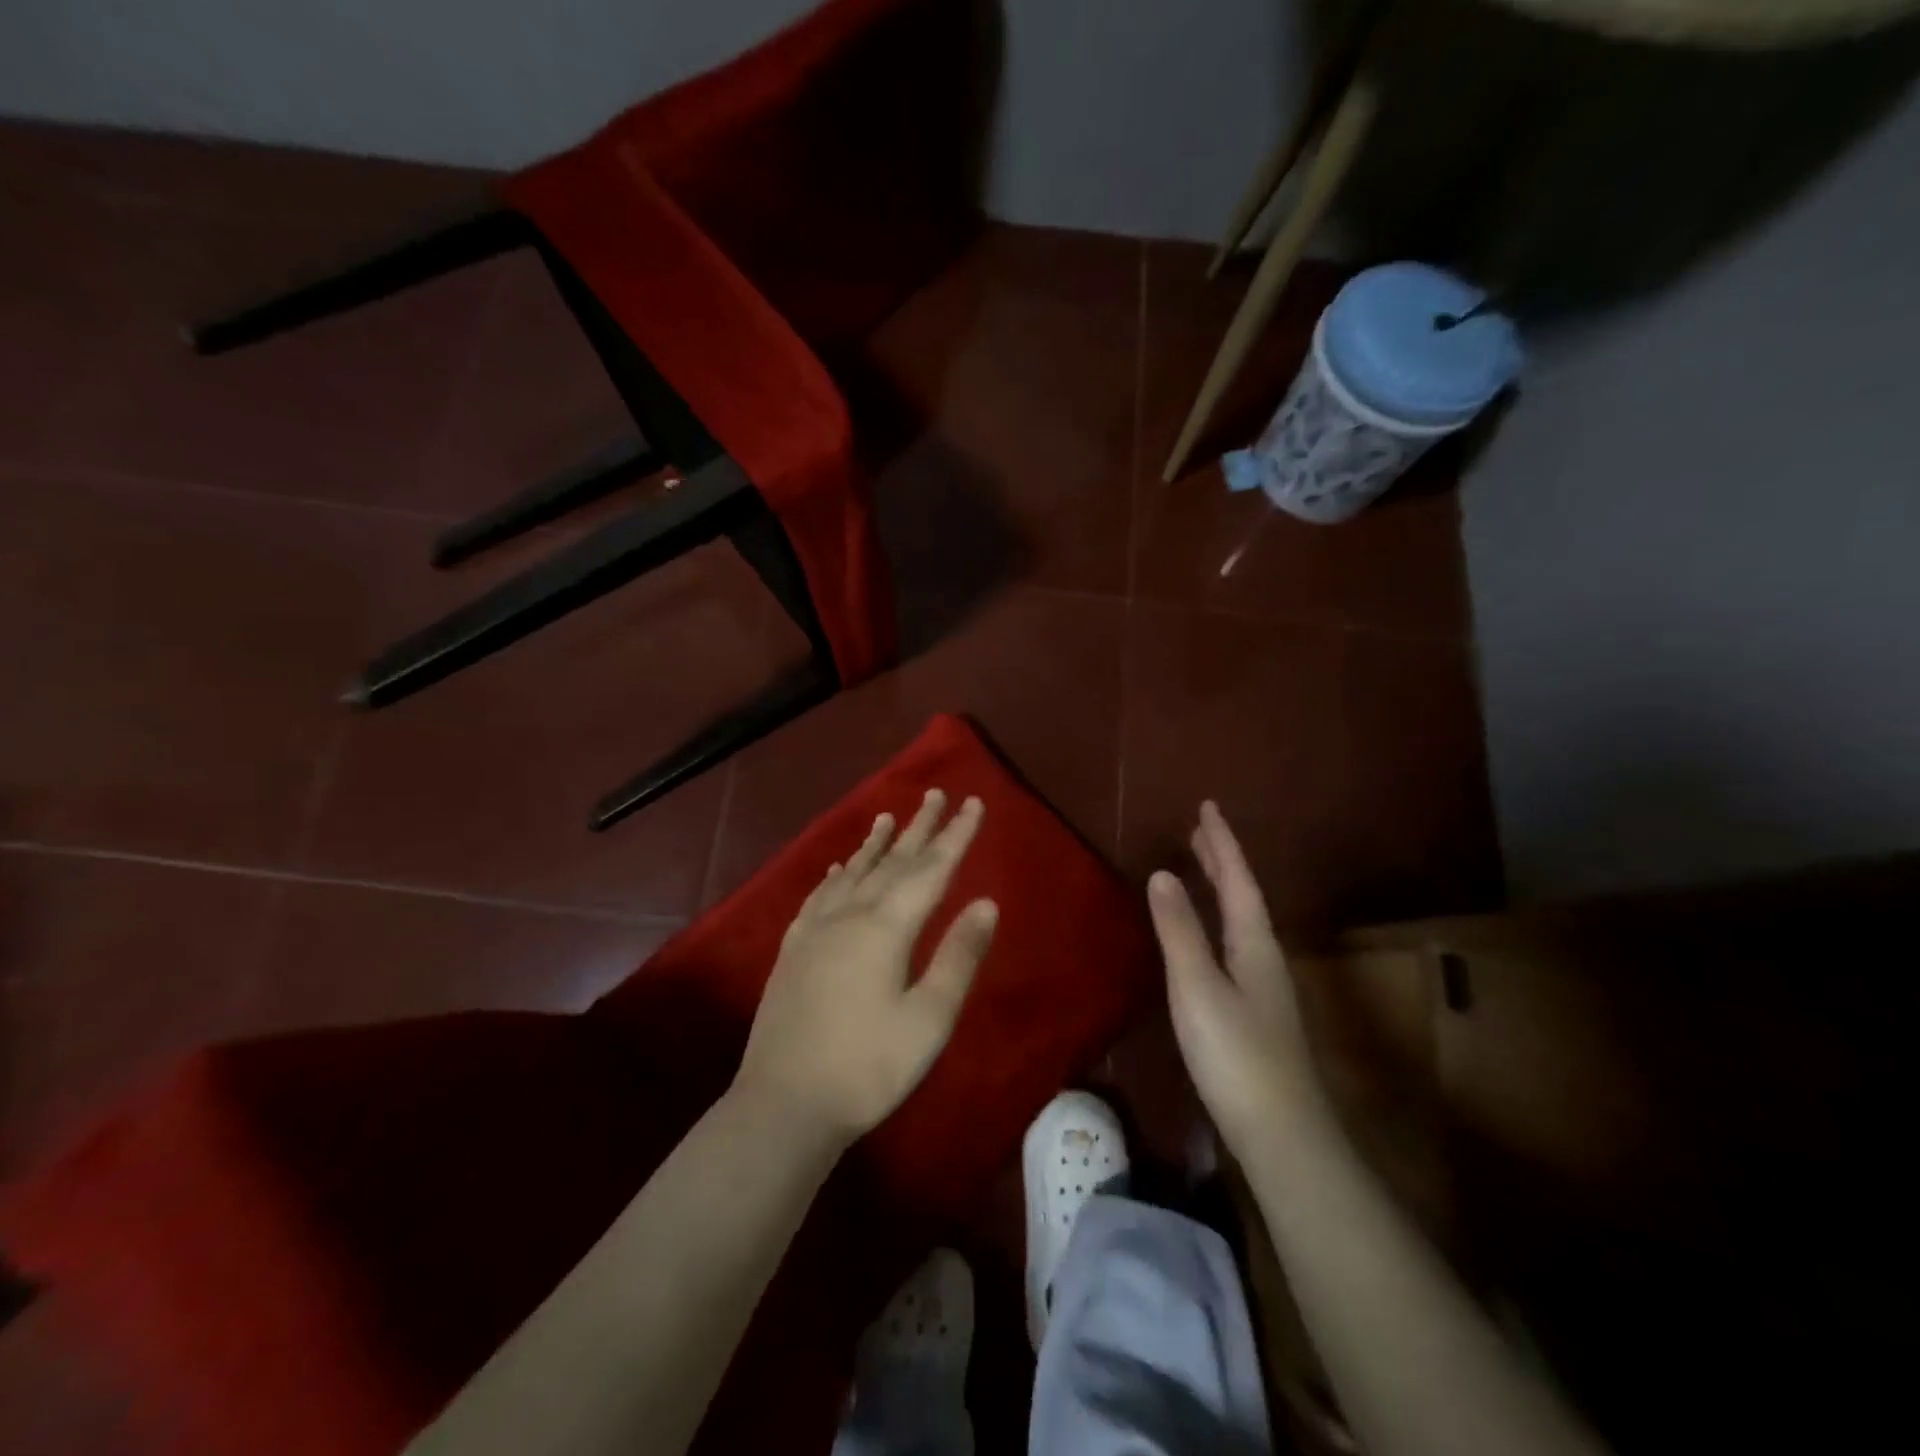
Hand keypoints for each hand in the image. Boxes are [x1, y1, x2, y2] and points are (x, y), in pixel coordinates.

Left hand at [734, 789, 998, 1148]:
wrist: (784, 1103)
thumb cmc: (868, 1067)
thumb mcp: (929, 1019)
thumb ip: (959, 956)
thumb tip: (987, 904)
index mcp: (886, 928)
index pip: (930, 869)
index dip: (955, 836)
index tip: (973, 803)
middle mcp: (849, 915)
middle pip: (892, 861)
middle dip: (919, 827)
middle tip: (936, 794)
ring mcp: (816, 930)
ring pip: (854, 872)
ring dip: (876, 843)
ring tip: (888, 816)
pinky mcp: (794, 949)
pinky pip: (820, 895)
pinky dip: (837, 874)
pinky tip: (840, 868)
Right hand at [1148, 801, 1323, 1156]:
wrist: (1281, 1134)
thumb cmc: (1235, 1054)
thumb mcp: (1198, 986)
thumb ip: (1180, 930)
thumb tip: (1162, 874)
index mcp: (1255, 944)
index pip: (1237, 879)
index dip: (1221, 842)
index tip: (1208, 806)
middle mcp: (1265, 958)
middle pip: (1244, 897)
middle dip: (1222, 861)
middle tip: (1201, 830)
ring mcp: (1263, 987)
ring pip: (1241, 922)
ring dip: (1222, 889)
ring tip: (1202, 870)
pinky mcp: (1255, 1013)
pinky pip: (1234, 945)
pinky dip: (1218, 922)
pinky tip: (1208, 938)